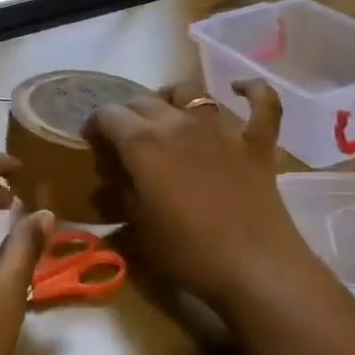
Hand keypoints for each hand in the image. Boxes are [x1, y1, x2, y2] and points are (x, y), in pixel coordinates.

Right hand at [87, 81, 324, 316]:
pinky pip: (261, 101)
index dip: (96, 125)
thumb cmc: (188, 252)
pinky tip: (239, 88)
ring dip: (173, 99)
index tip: (94, 143)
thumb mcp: (139, 229)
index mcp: (143, 142)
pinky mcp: (255, 140)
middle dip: (129, 114)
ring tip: (169, 114)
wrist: (255, 267)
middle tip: (127, 139)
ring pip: (191, 92)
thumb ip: (121, 194)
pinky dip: (251, 90)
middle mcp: (178, 122)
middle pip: (144, 100)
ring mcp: (220, 127)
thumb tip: (111, 179)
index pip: (108, 115)